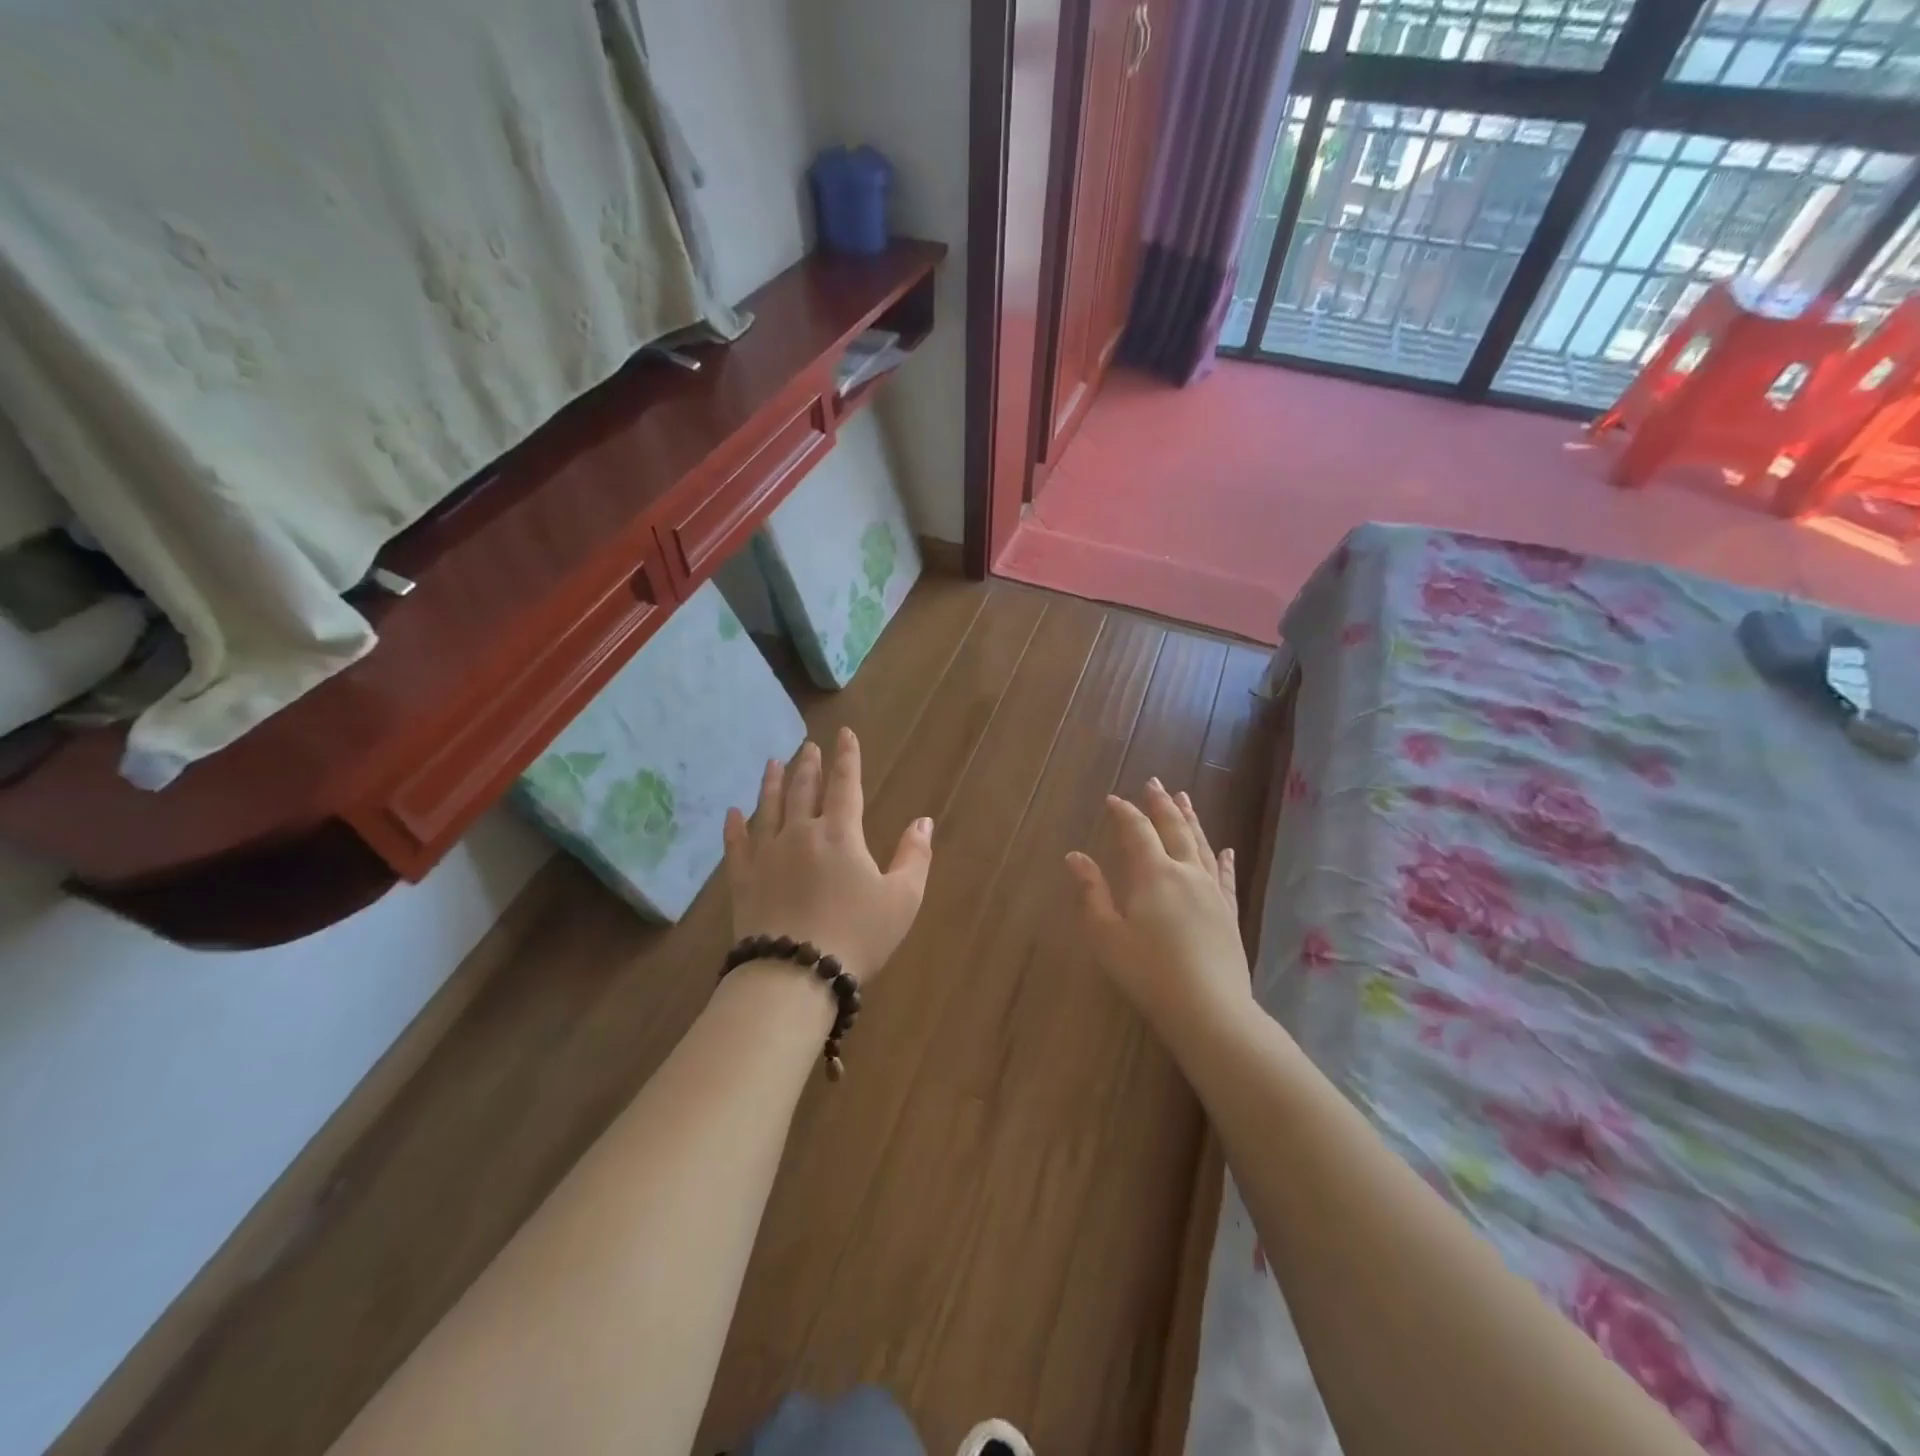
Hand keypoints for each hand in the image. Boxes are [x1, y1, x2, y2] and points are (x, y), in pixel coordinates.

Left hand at [723, 727, 932, 984]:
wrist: (795, 973)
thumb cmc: (857, 935)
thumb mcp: (902, 899)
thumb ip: (915, 856)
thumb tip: (924, 820)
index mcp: (840, 834)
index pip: (845, 784)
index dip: (847, 757)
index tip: (843, 734)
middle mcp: (801, 833)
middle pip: (803, 790)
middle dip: (808, 765)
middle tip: (808, 746)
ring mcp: (767, 855)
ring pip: (768, 808)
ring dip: (772, 783)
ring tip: (774, 762)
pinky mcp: (744, 880)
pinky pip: (737, 845)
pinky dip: (734, 826)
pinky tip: (732, 812)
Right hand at [1065, 780, 1251, 1038]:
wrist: (1209, 1009)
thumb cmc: (1148, 972)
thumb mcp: (1106, 935)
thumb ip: (1091, 892)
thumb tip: (1075, 856)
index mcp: (1152, 874)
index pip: (1136, 831)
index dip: (1124, 812)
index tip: (1113, 799)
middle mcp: (1185, 872)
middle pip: (1174, 828)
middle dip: (1161, 804)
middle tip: (1154, 782)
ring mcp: (1212, 891)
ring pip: (1201, 845)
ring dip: (1191, 819)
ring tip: (1185, 799)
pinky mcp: (1229, 912)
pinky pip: (1226, 876)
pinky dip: (1223, 859)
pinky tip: (1226, 849)